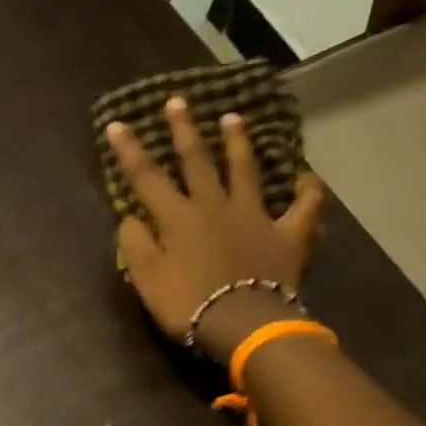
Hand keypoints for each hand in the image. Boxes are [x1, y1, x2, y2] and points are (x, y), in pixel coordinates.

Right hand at [107, 96, 327, 362]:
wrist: (243, 323)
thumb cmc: (187, 304)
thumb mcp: (146, 279)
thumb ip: (136, 244)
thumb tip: (132, 217)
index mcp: (177, 217)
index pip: (147, 178)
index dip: (130, 150)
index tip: (118, 124)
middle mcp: (215, 206)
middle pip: (197, 161)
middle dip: (184, 130)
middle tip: (178, 101)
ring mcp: (255, 216)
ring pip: (246, 171)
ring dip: (239, 143)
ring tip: (235, 118)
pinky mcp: (288, 234)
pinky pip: (304, 206)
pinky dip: (308, 190)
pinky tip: (307, 178)